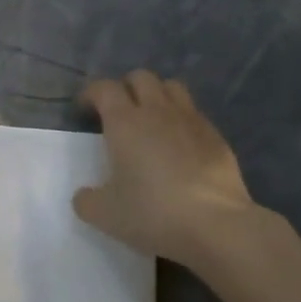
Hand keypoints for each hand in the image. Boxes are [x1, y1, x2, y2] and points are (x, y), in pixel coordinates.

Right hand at [73, 70, 257, 265]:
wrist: (214, 223)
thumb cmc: (152, 213)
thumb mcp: (105, 215)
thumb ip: (87, 201)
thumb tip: (84, 195)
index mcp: (125, 122)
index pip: (104, 88)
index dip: (91, 94)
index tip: (85, 110)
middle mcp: (158, 111)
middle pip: (141, 77)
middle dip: (125, 88)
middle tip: (118, 112)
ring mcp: (191, 120)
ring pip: (172, 87)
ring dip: (157, 95)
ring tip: (150, 119)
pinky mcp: (216, 135)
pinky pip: (194, 113)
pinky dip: (181, 119)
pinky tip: (180, 144)